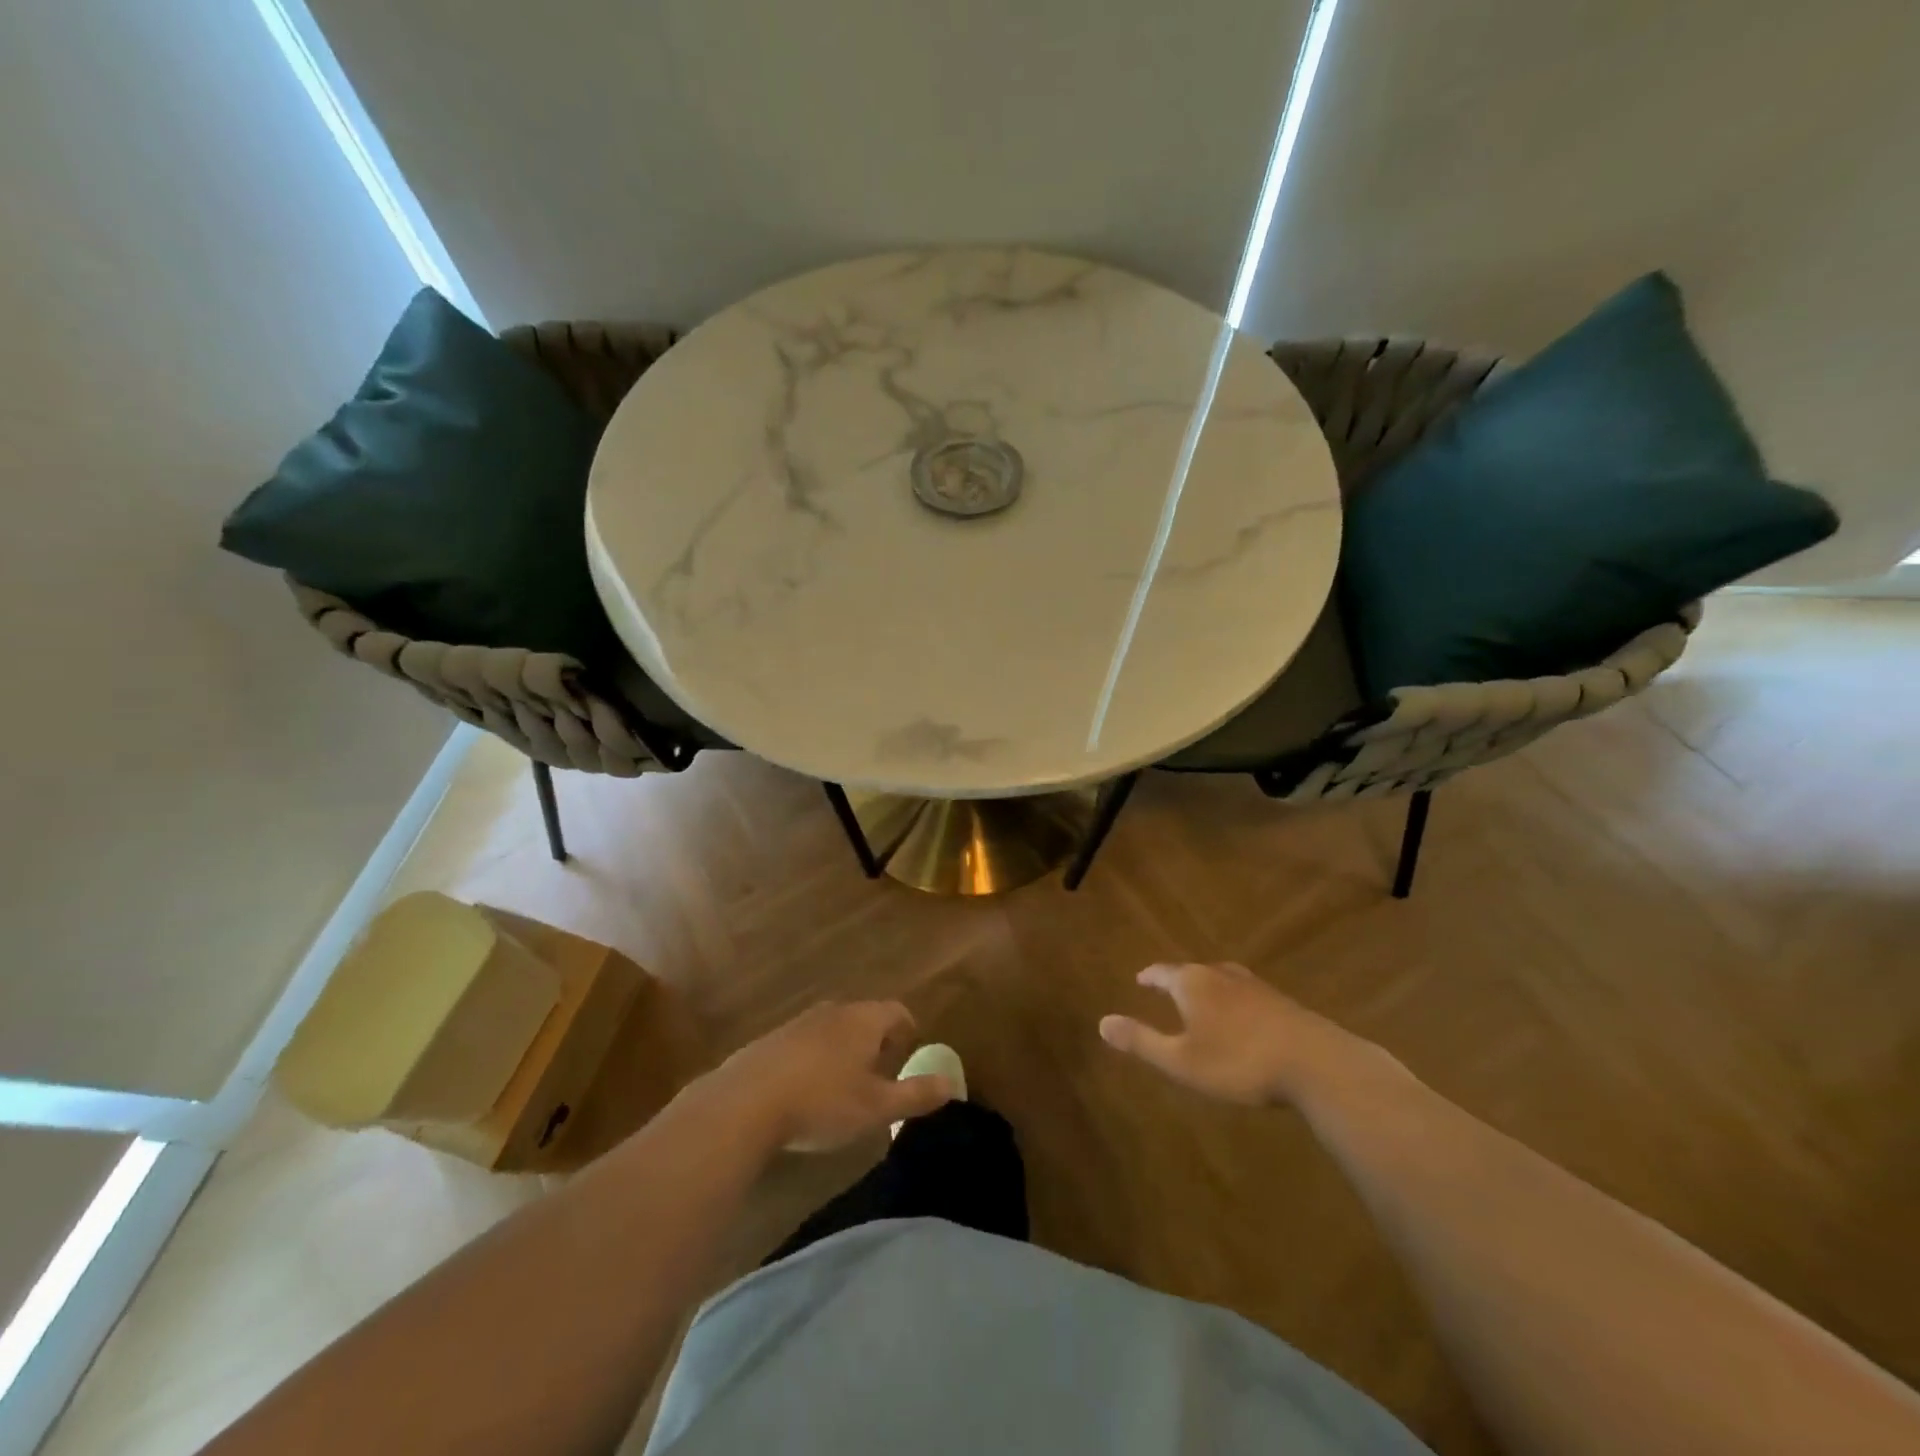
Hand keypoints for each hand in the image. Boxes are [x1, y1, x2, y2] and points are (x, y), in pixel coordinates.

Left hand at [704, 1001, 956, 1152]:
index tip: (911, 1050)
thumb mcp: (877, 1107)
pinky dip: (815, 1059)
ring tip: (846, 1083)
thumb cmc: (822, 1102)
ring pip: (833, 1029)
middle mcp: (833, 1012)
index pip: (896, 1011)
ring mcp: (798, 1023)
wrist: (745, 1103)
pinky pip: (805, 1043)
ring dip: (844, 1049)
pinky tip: (807, 1090)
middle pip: (864, 1017)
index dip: (908, 1029)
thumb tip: (953, 1084)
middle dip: (876, 1040)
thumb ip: (916, 1094)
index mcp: (863, 1020)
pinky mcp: (770, 1041)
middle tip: (882, 1070)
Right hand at [1099, 962, 1403, 1107]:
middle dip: (1179, 981)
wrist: (1316, 1064)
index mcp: (1193, 983)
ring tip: (1203, 1001)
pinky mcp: (1282, 1003)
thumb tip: (1101, 1022)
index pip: (1163, 972)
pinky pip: (1247, 995)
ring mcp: (1256, 987)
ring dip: (1209, 990)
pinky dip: (1234, 1002)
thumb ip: (1141, 1041)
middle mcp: (1222, 976)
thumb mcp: (1181, 1061)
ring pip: (1223, 981)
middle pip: (1193, 972)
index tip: (1140, 979)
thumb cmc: (1238, 1062)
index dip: (1150, 977)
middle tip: (1167, 990)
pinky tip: (1242, 1019)